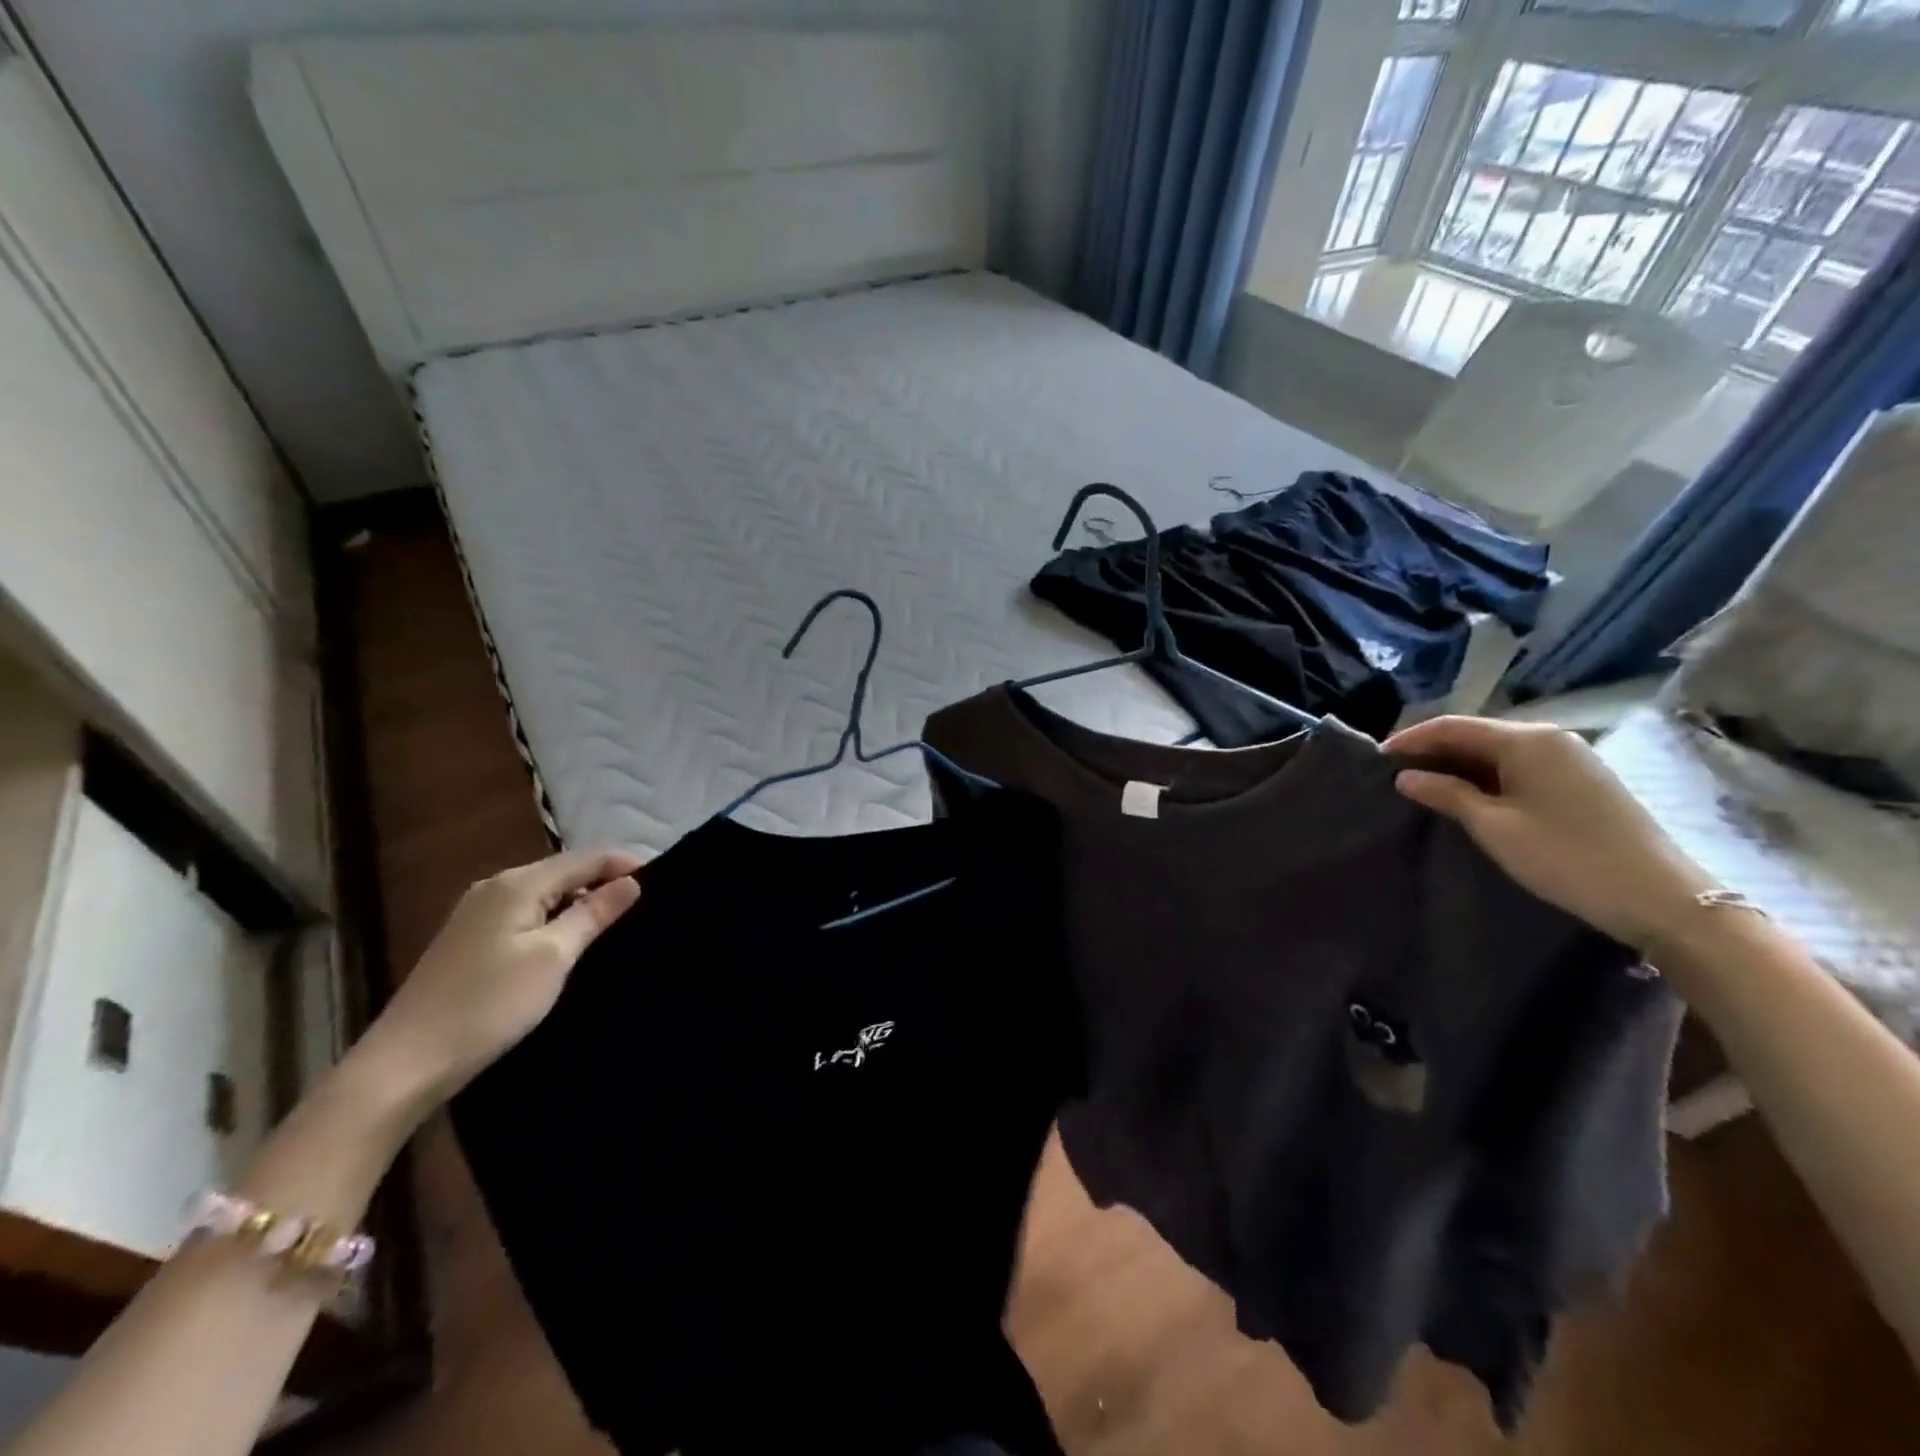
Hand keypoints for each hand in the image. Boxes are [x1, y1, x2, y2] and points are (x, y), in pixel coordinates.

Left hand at [354, 849, 642, 1113]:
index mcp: (517, 884)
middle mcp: (495, 888)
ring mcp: (478, 914)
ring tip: (616, 924)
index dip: (624, 865)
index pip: (585, 857)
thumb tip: (632, 882)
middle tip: (645, 906)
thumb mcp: (553, 957)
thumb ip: (593, 914)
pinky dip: (556, 919)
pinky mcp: (471, 940)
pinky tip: (570, 943)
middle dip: (604, 882)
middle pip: (564, 872)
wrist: (407, 1063)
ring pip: (546, 894)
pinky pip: (527, 914)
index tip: (663, 884)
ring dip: (581, 902)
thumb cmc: (489, 1004)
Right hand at [1385, 716, 1714, 951]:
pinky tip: (1468, 795)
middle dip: (1433, 750)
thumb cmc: (1566, 857)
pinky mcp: (1582, 780)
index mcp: (1527, 740)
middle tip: (1396, 773)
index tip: (1377, 759)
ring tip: (1424, 785)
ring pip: (1498, 750)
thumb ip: (1446, 794)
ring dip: (1459, 764)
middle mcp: (1550, 738)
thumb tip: (1406, 776)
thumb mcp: (1494, 827)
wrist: (1661, 898)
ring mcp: (1571, 758)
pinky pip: (1520, 765)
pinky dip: (1486, 775)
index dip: (1411, 739)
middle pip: (1477, 734)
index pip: (1453, 726)